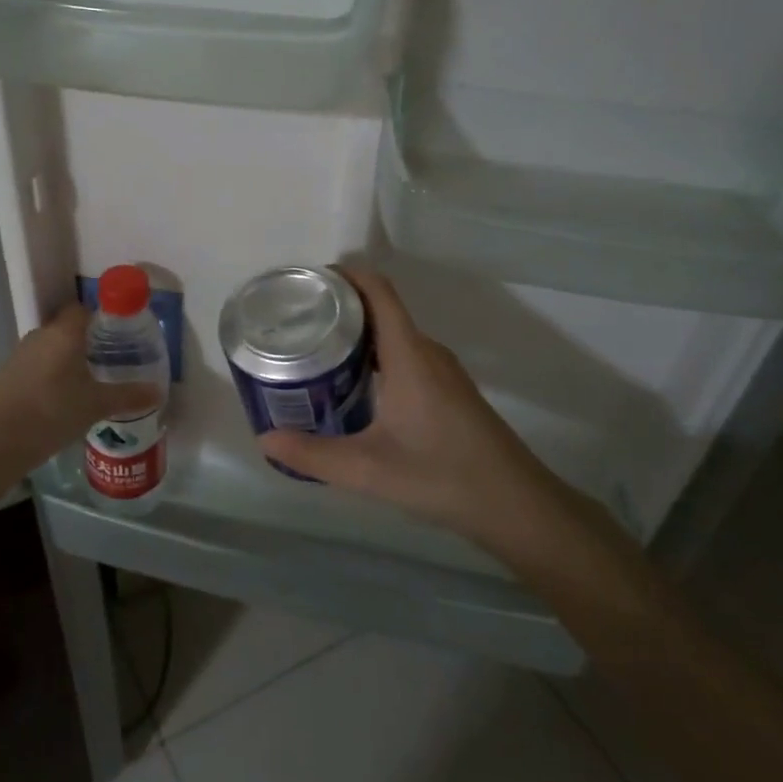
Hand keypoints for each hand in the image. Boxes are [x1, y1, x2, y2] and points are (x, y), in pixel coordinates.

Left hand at [0, 303, 159, 514]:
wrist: (0, 442)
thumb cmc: (54, 413)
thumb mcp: (97, 405)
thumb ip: (128, 396)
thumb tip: (159, 392)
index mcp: (64, 333)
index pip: (83, 309)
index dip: (100, 318)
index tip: (117, 335)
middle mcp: (41, 334)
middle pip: (67, 327)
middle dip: (86, 340)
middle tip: (108, 361)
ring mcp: (21, 353)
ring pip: (50, 346)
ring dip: (66, 358)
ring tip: (87, 381)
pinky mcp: (8, 373)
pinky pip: (36, 364)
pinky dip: (49, 373)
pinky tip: (61, 397)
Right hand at [257, 267, 567, 545]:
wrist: (518, 507)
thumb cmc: (443, 476)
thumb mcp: (369, 470)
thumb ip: (314, 455)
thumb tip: (265, 440)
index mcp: (409, 354)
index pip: (378, 291)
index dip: (345, 275)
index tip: (307, 281)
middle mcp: (427, 352)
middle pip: (382, 309)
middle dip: (340, 307)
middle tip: (297, 321)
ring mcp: (442, 371)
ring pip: (394, 334)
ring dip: (358, 333)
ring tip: (316, 349)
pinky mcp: (449, 391)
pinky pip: (405, 354)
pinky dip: (375, 355)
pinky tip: (354, 385)